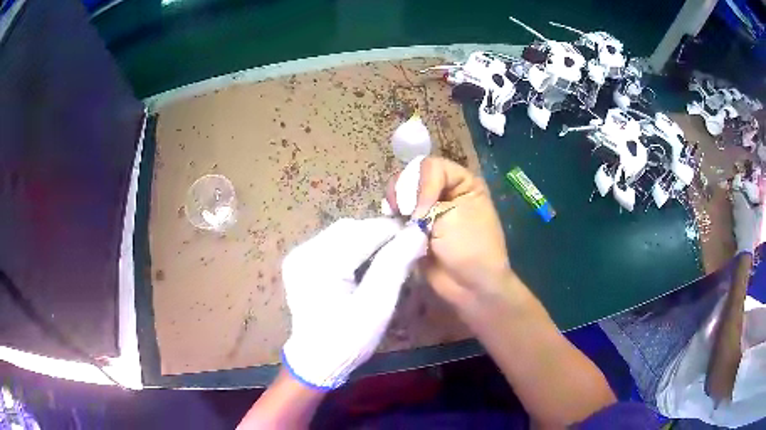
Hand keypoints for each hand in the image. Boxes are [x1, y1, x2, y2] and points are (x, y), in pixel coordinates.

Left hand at [281, 218, 426, 389]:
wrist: (316, 360)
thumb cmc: (348, 339)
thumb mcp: (377, 305)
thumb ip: (395, 264)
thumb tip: (417, 231)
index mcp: (320, 263)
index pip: (365, 232)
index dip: (395, 231)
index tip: (419, 237)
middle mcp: (304, 251)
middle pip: (351, 228)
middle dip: (380, 234)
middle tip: (405, 247)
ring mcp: (299, 255)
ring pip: (341, 233)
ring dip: (367, 239)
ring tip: (389, 255)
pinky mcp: (300, 262)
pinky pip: (332, 243)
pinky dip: (353, 246)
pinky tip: (366, 262)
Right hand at [386, 157, 512, 309]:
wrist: (469, 286)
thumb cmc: (471, 247)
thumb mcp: (458, 210)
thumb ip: (427, 195)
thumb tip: (403, 206)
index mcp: (461, 181)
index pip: (430, 166)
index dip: (422, 185)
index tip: (422, 212)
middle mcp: (443, 190)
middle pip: (412, 175)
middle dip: (405, 192)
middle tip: (406, 213)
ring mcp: (427, 209)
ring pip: (401, 192)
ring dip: (397, 204)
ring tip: (400, 219)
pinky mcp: (413, 227)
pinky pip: (396, 213)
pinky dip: (392, 218)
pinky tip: (395, 225)